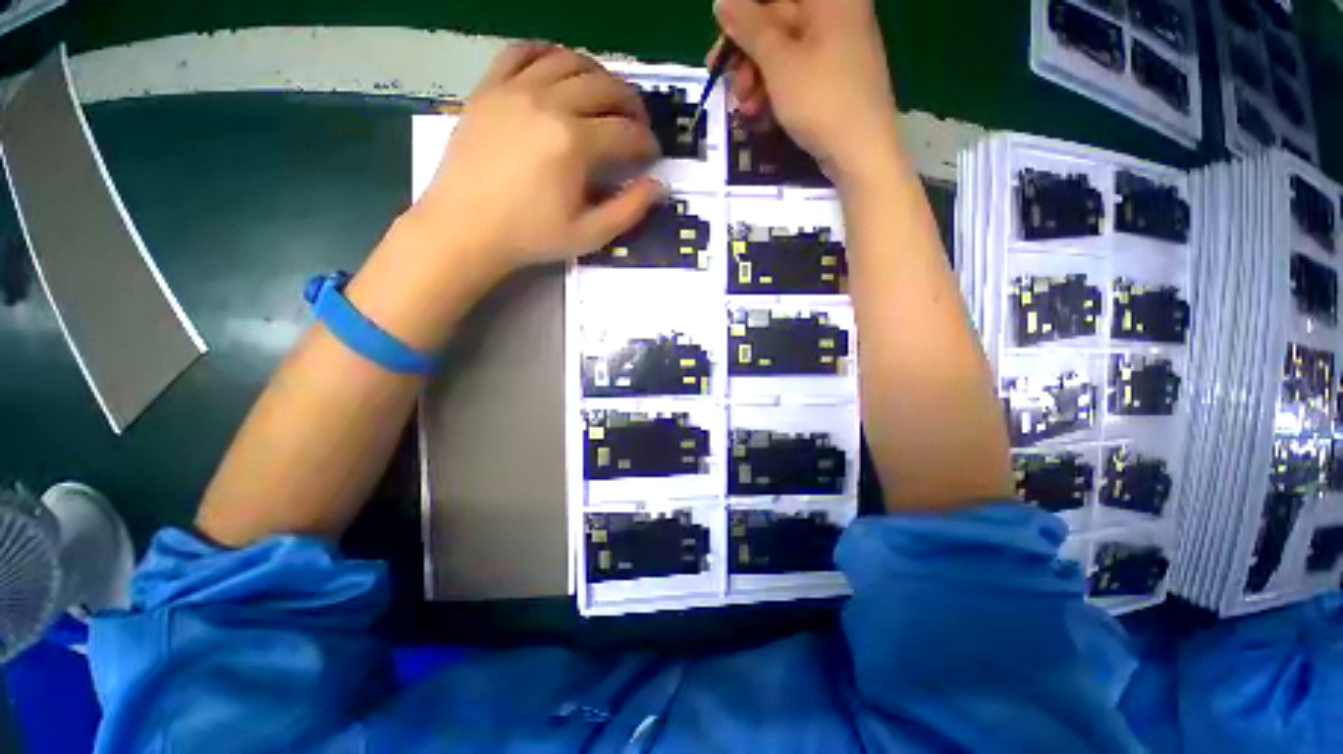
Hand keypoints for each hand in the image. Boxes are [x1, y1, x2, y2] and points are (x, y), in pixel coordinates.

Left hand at [346, 43, 661, 351]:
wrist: (465, 228)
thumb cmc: (531, 236)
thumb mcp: (589, 235)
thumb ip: (629, 210)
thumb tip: (658, 185)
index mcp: (575, 143)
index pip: (626, 131)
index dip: (647, 143)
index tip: (652, 155)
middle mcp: (549, 103)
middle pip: (605, 87)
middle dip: (632, 104)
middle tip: (637, 124)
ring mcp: (515, 89)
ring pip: (569, 60)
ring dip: (598, 75)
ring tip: (605, 97)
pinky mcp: (489, 87)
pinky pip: (522, 51)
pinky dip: (548, 53)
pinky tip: (559, 69)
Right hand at [710, 0, 901, 185]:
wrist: (861, 153)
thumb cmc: (820, 100)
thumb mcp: (778, 63)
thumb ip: (749, 28)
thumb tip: (722, 1)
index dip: (743, 16)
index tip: (720, 41)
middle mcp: (834, 14)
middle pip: (777, 21)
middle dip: (746, 54)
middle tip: (726, 82)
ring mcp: (836, 49)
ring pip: (783, 52)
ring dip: (756, 79)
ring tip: (745, 109)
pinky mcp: (832, 79)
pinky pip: (796, 74)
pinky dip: (774, 91)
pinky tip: (759, 115)